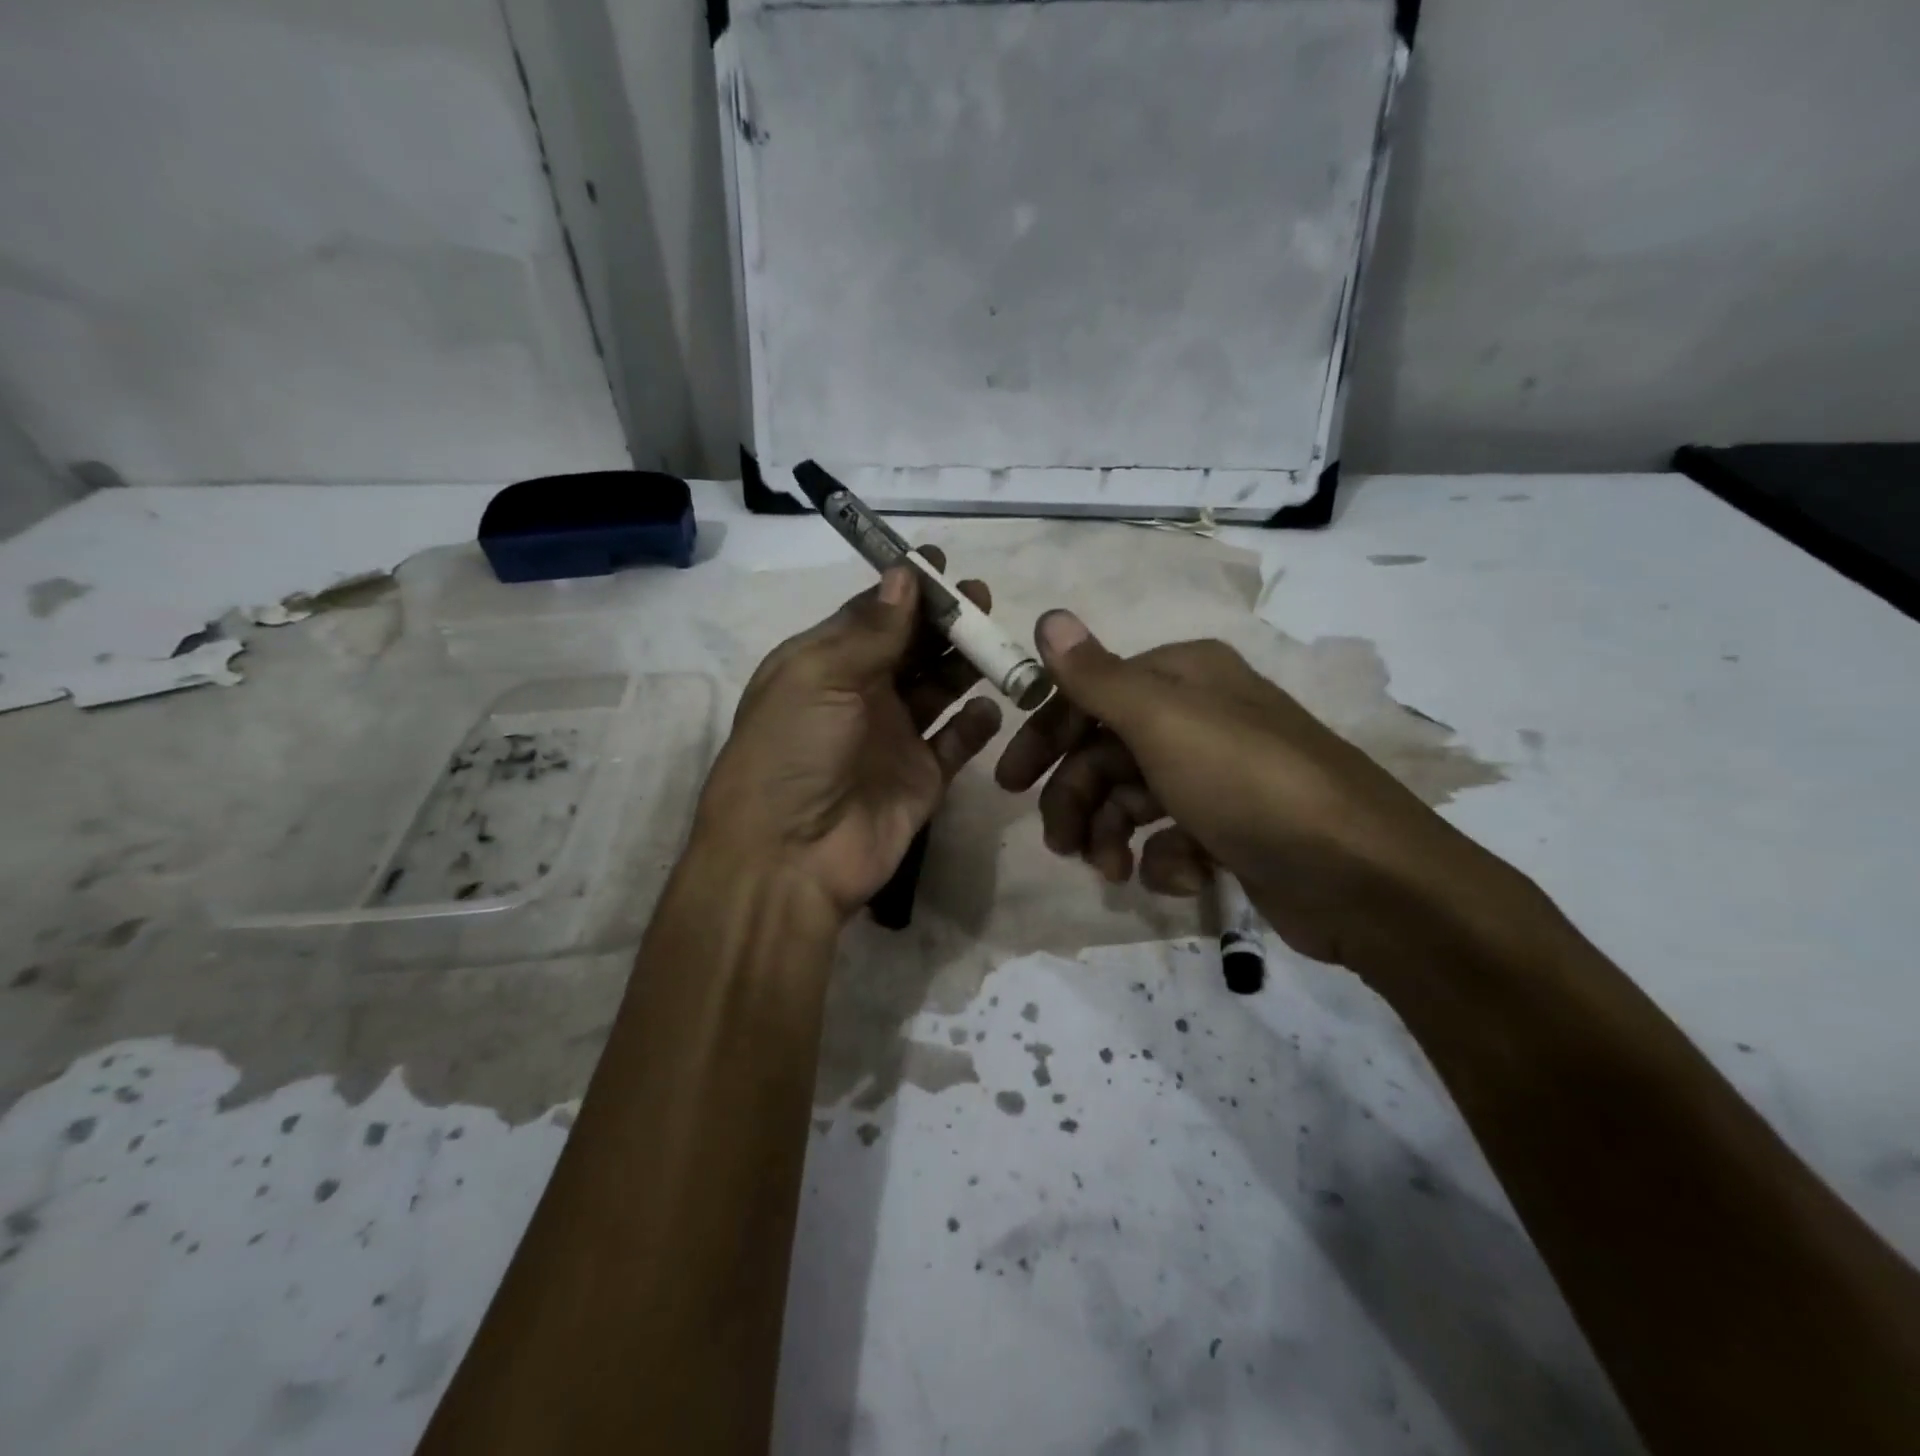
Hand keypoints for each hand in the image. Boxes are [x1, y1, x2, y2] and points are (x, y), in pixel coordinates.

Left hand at [691, 553, 1003, 921]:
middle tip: (982, 597)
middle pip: (911, 647)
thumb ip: (869, 630)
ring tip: (996, 642)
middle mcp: (860, 696)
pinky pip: (957, 742)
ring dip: (965, 663)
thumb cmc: (792, 752)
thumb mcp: (818, 677)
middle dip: (944, 621)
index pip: (871, 615)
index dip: (906, 590)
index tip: (942, 564)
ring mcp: (894, 737)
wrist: (790, 857)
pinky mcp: (922, 777)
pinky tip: (991, 706)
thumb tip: (904, 575)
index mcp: (823, 665)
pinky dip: (975, 723)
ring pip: (938, 688)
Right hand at [996, 611, 1518, 973]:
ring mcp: (1218, 775)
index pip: (1091, 694)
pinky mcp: (1233, 828)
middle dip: (1077, 798)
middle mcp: (1200, 717)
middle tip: (1059, 843)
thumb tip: (1049, 616)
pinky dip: (1164, 858)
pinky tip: (1182, 876)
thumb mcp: (1163, 723)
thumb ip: (1098, 677)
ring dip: (1111, 834)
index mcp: (1184, 677)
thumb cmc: (1248, 785)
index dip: (1046, 735)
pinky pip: (1173, 836)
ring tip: (1110, 870)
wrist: (1362, 878)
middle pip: (1107, 751)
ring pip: (1133, 798)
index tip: (1011, 781)